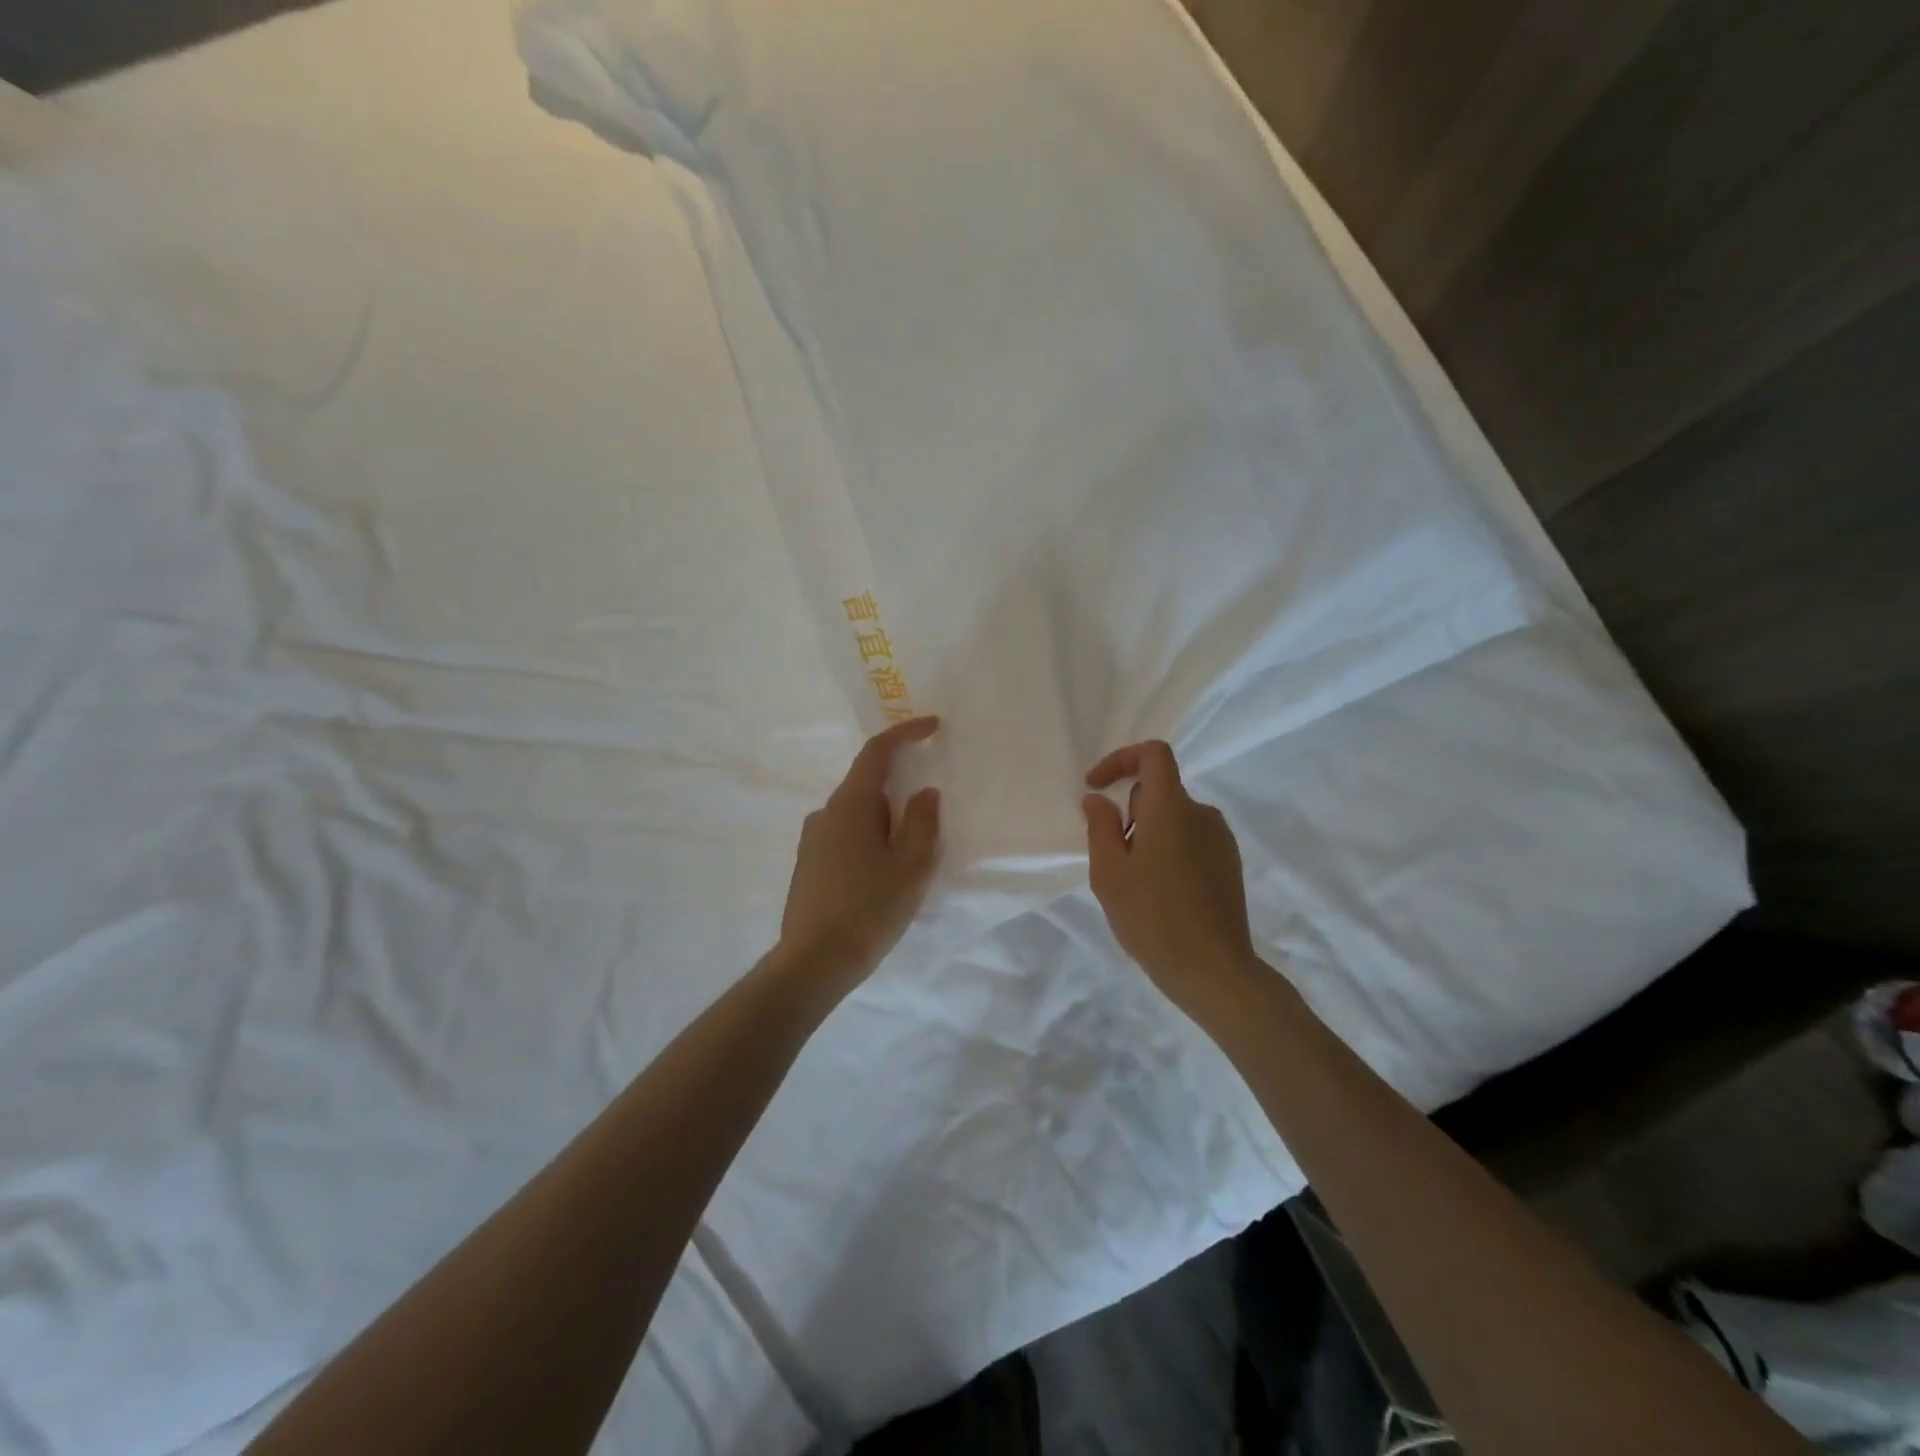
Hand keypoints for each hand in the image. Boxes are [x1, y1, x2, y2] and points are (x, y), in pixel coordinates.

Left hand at [780, 717, 942, 990]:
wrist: (813, 963)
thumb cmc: (869, 910)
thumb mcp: (912, 867)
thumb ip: (924, 822)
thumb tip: (924, 794)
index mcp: (851, 805)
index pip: (877, 753)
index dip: (905, 733)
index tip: (932, 726)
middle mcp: (825, 813)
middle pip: (868, 785)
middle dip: (900, 795)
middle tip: (925, 829)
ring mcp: (812, 839)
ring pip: (857, 815)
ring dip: (885, 825)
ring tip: (905, 865)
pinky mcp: (808, 864)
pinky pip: (845, 836)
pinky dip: (869, 842)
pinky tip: (879, 879)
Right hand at [1083, 740, 1260, 1019]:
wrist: (1213, 970)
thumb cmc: (1152, 918)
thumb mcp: (1110, 874)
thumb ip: (1100, 827)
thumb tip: (1097, 799)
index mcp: (1171, 809)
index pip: (1153, 754)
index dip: (1121, 759)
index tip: (1096, 787)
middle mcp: (1202, 814)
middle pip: (1159, 790)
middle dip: (1129, 811)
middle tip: (1113, 856)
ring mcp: (1221, 839)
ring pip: (1174, 818)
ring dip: (1149, 833)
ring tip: (1136, 881)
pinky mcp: (1230, 863)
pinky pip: (1191, 838)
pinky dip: (1170, 849)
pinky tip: (1161, 892)